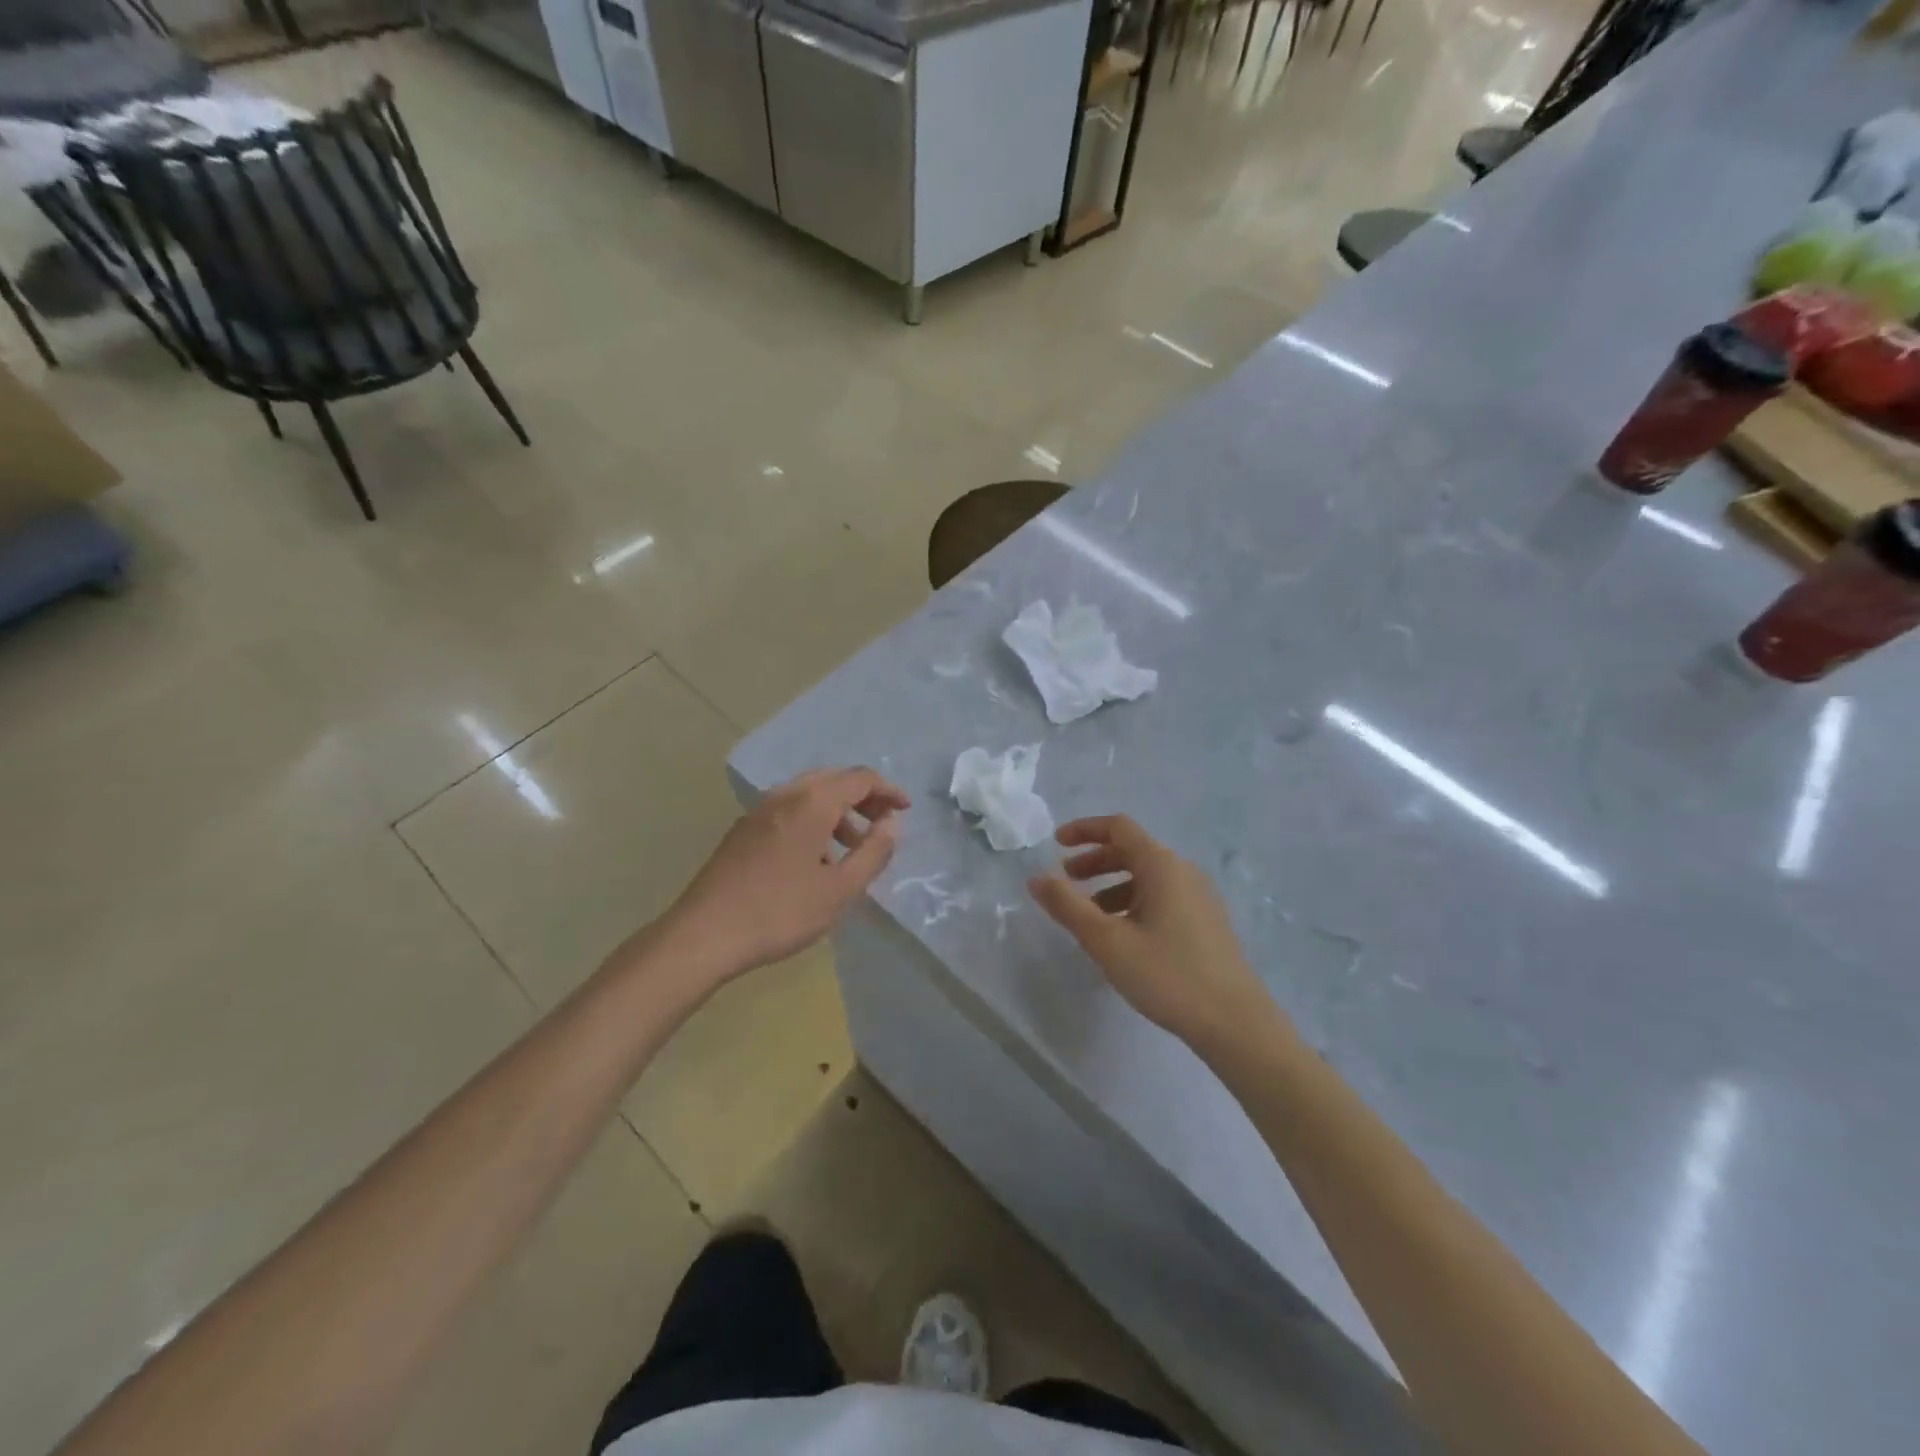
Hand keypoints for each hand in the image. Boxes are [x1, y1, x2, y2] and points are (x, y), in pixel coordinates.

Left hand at [657, 767, 909, 987]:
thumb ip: (873, 852)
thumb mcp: (840, 889)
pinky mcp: (743, 831)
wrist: (704, 934)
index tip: (906, 810)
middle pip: (833, 780)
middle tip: (883, 823)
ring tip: (852, 848)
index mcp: (811, 802)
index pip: (860, 779)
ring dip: (838, 811)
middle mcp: (785, 795)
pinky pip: (789, 811)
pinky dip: (813, 821)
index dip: (888, 791)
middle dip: (863, 797)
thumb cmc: (780, 912)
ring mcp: (759, 811)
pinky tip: (815, 859)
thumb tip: (891, 824)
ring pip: (809, 795)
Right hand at [1028, 815, 1279, 1050]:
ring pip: (1147, 876)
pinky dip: (1134, 902)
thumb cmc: (1167, 975)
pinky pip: (1162, 897)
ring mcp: (1200, 897)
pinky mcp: (1206, 922)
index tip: (1056, 844)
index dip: (1084, 830)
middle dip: (1095, 860)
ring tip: (1089, 915)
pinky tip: (1123, 935)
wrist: (1235, 1023)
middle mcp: (1183, 871)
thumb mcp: (1107, 941)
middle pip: (1133, 850)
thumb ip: (1068, 906)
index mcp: (1162, 866)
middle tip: (1066, 880)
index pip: (1119, 827)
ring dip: (1112, 884)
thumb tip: (1036, 878)